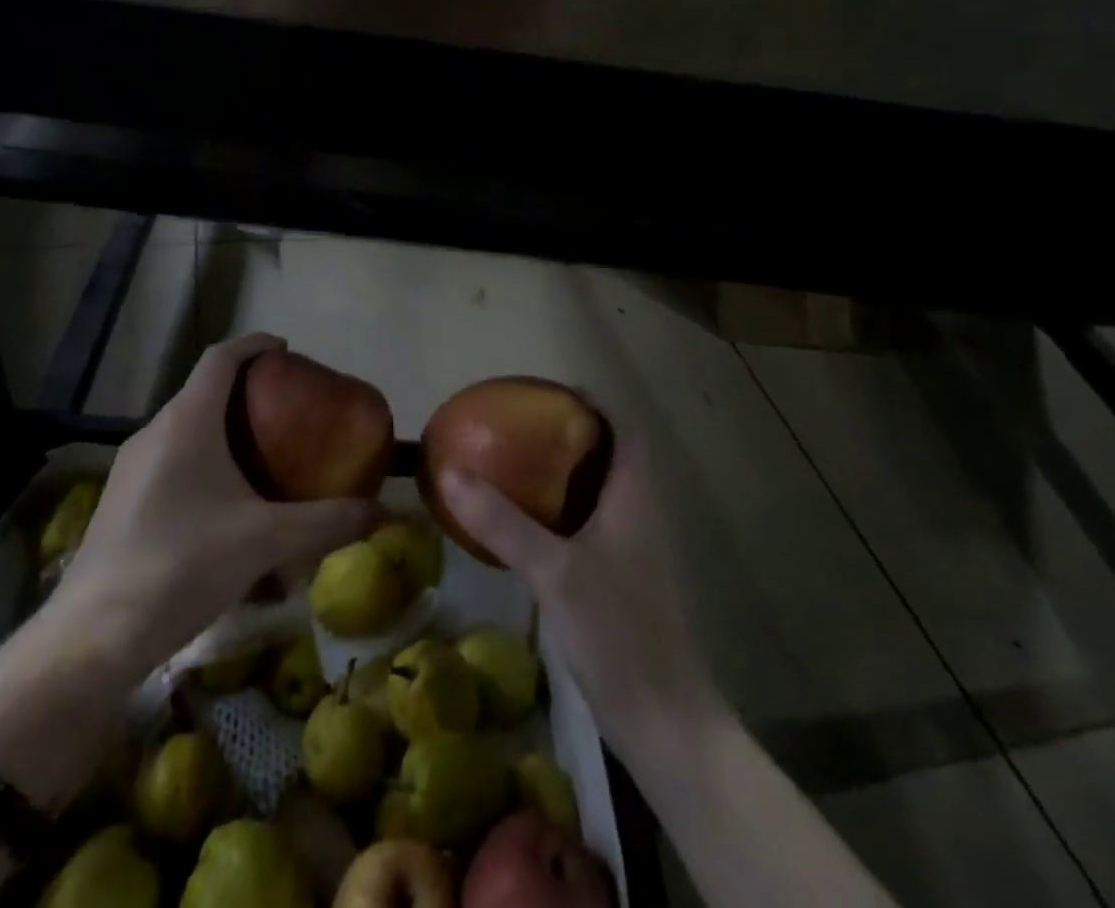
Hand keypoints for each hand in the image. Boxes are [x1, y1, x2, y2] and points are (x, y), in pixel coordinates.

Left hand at [40, 333, 380, 676]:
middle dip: (245, 391)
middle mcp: (154, 432)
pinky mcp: (120, 501)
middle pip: (203, 391)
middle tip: (286, 409)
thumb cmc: (183, 565)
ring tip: (260, 455)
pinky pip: (170, 461)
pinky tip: (223, 506)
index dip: (254, 345)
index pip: (221, 357)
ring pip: (185, 429)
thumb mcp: (265, 541)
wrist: (93, 637)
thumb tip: (380, 513)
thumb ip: (325, 523)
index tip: (286, 350)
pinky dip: (202, 462)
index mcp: (187, 421)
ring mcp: (130, 468)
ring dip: (222, 429)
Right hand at [435, 414, 721, 765]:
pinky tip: (523, 523)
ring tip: (514, 461)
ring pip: (600, 489)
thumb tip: (449, 471)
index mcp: (636, 497)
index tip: (546, 390)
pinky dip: (560, 509)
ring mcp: (633, 549)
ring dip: (565, 471)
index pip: (625, 427)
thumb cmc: (619, 633)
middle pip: (611, 453)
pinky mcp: (621, 579)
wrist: (665, 723)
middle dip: (570, 432)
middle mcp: (640, 513)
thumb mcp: (555, 572)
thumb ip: (503, 521)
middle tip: (518, 424)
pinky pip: (590, 523)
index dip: (593, 402)